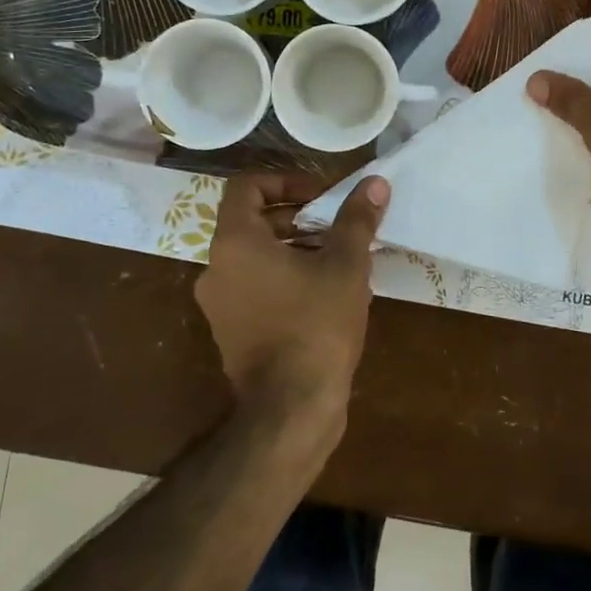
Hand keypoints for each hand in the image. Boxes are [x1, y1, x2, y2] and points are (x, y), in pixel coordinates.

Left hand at [195, 172, 389, 425]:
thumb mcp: (345, 265)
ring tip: (340, 259)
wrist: (291, 410)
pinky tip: (326, 295)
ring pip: (256, 257)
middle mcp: (216, 269)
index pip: (246, 186)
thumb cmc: (316, 325)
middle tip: (338, 227)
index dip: (285, 180)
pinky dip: (285, 278)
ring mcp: (220, 304)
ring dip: (295, 248)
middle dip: (298, 217)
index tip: (321, 195)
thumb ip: (356, 219)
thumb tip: (374, 182)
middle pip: (252, 222)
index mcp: (235, 243)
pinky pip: (256, 288)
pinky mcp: (232, 333)